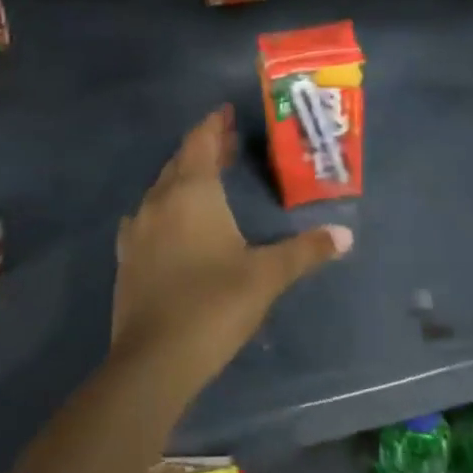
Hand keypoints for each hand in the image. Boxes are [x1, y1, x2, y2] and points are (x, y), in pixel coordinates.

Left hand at [113, 106, 352, 394]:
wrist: (155, 360)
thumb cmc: (215, 304)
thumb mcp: (267, 276)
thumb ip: (305, 251)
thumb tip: (345, 235)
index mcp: (192, 193)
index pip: (201, 143)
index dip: (214, 125)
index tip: (226, 112)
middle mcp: (159, 201)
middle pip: (181, 162)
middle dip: (204, 148)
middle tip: (227, 142)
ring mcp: (138, 230)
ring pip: (161, 188)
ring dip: (182, 176)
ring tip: (205, 178)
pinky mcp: (127, 257)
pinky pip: (147, 216)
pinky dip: (164, 207)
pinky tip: (170, 221)